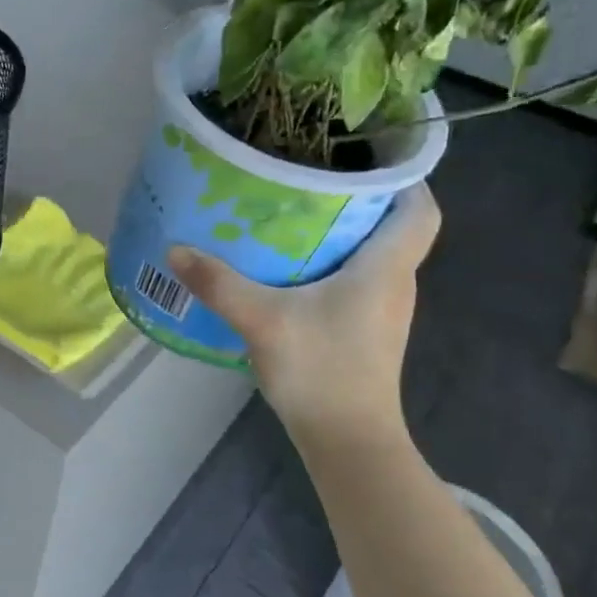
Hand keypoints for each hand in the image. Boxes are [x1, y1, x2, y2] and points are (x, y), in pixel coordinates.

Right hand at [168, 186, 439, 441]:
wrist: (347, 441)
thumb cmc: (321, 372)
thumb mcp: (263, 321)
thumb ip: (219, 283)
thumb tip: (176, 249)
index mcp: (386, 267)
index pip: (421, 208)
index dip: (403, 177)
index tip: (364, 155)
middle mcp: (394, 282)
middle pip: (391, 225)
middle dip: (356, 197)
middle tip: (308, 176)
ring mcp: (382, 309)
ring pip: (372, 253)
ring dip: (341, 231)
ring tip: (292, 211)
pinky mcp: (365, 330)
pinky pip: (355, 279)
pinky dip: (330, 263)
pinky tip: (288, 266)